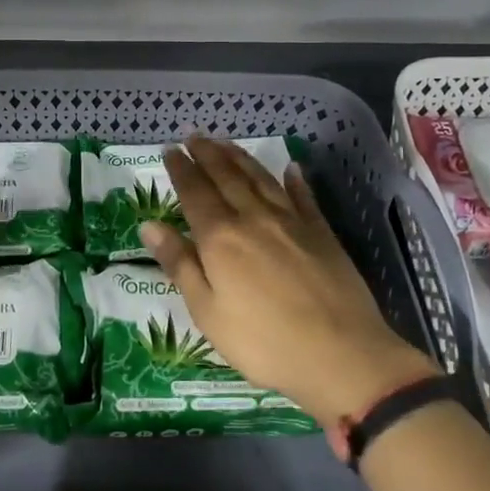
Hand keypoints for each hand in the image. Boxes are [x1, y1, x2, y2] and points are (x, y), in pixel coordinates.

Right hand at [143, 137, 437, 425]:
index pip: (195, 193)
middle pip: (227, 177)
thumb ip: (179, 264)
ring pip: (261, 179)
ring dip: (241, 158)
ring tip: (225, 143)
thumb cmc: (263, 342)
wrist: (340, 354)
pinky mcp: (322, 233)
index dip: (181, 170)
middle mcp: (254, 218)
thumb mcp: (207, 312)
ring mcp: (292, 222)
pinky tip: (290, 168)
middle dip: (207, 154)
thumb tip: (149, 225)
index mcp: (221, 238)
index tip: (170, 151)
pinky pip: (303, 197)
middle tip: (194, 136)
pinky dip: (294, 180)